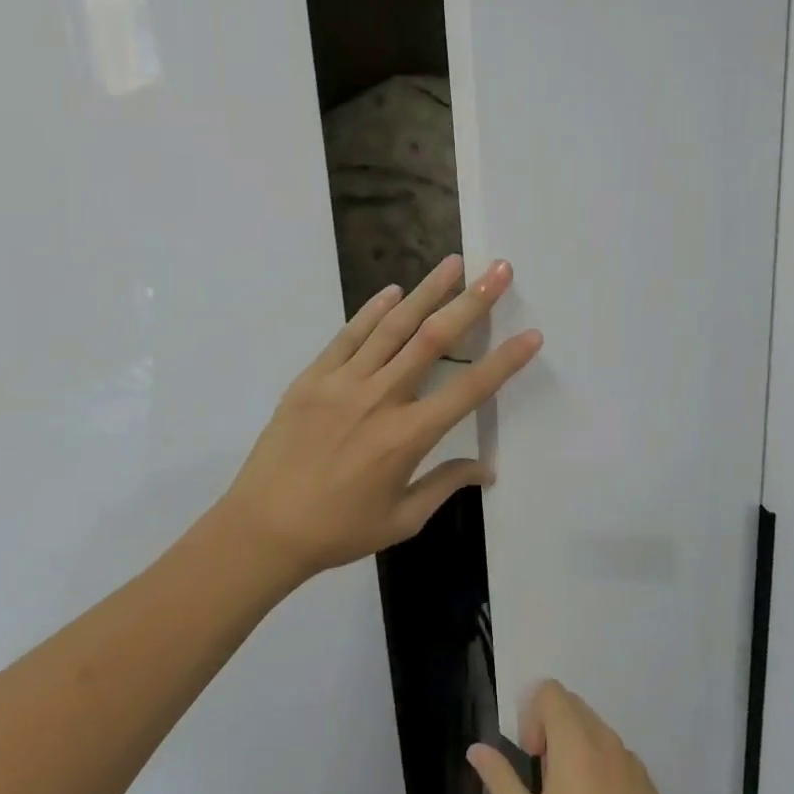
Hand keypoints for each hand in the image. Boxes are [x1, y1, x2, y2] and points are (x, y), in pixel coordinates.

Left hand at [220, 255, 542, 579]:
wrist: (262, 529)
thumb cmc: (337, 531)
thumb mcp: (400, 520)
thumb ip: (445, 486)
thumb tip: (485, 468)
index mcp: (407, 437)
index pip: (468, 390)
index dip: (505, 361)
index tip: (532, 334)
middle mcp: (380, 399)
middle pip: (434, 340)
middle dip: (472, 301)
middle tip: (499, 270)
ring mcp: (342, 383)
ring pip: (393, 327)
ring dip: (427, 292)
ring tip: (453, 262)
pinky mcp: (312, 378)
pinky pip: (347, 336)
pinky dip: (372, 311)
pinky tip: (394, 291)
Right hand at [467, 681, 681, 793]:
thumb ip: (499, 777)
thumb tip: (476, 749)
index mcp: (575, 740)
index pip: (551, 691)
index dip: (533, 714)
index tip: (531, 755)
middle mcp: (607, 740)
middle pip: (574, 706)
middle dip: (552, 728)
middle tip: (544, 778)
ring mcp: (632, 762)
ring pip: (597, 731)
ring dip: (577, 747)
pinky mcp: (648, 786)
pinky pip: (618, 757)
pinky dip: (601, 768)